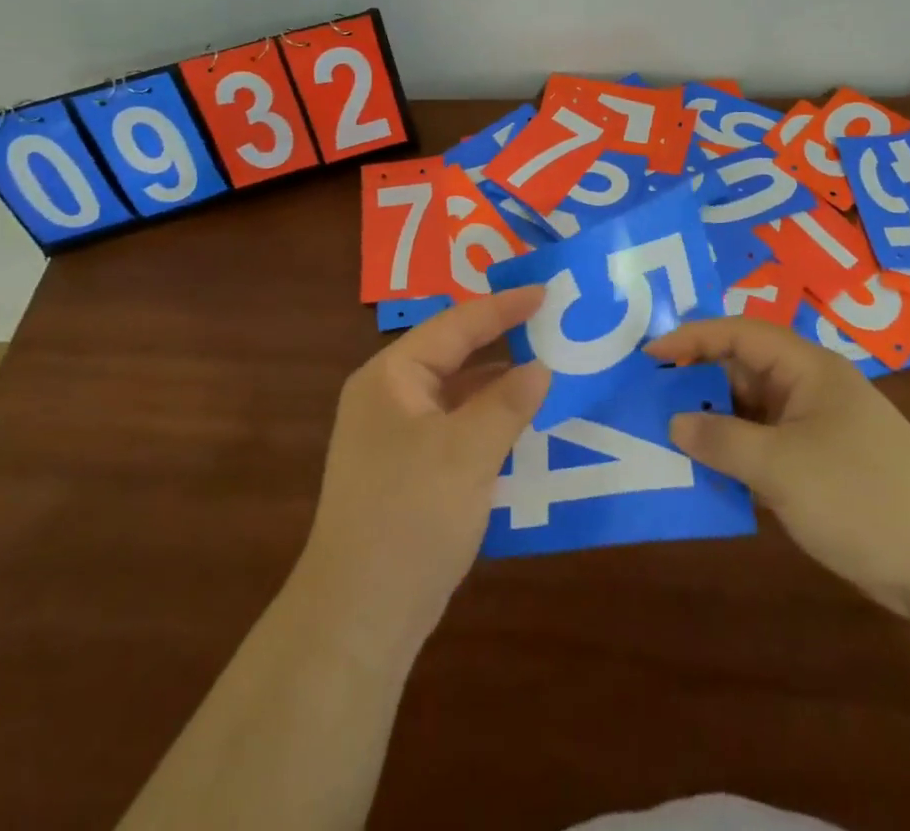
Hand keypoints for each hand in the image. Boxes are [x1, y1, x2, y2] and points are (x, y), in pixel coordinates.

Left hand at [295, 288, 549, 649]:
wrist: (359, 617)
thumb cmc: (410, 515)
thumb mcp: (467, 452)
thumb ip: (508, 403)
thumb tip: (541, 368)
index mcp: (391, 377)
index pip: (455, 325)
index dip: (503, 307)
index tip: (546, 292)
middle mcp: (389, 397)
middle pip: (453, 355)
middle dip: (501, 341)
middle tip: (551, 324)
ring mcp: (396, 436)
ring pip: (457, 395)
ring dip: (498, 386)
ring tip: (548, 371)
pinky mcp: (408, 471)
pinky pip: (456, 429)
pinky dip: (489, 423)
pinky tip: (523, 428)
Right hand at [649, 316, 909, 616]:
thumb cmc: (862, 496)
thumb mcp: (781, 467)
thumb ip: (721, 440)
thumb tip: (674, 423)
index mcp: (806, 368)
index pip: (738, 333)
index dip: (691, 338)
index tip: (648, 356)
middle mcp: (809, 389)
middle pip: (741, 370)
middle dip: (696, 382)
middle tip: (647, 399)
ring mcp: (816, 428)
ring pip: (750, 412)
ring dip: (713, 423)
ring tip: (664, 436)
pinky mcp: (820, 466)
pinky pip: (764, 446)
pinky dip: (735, 455)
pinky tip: (705, 474)